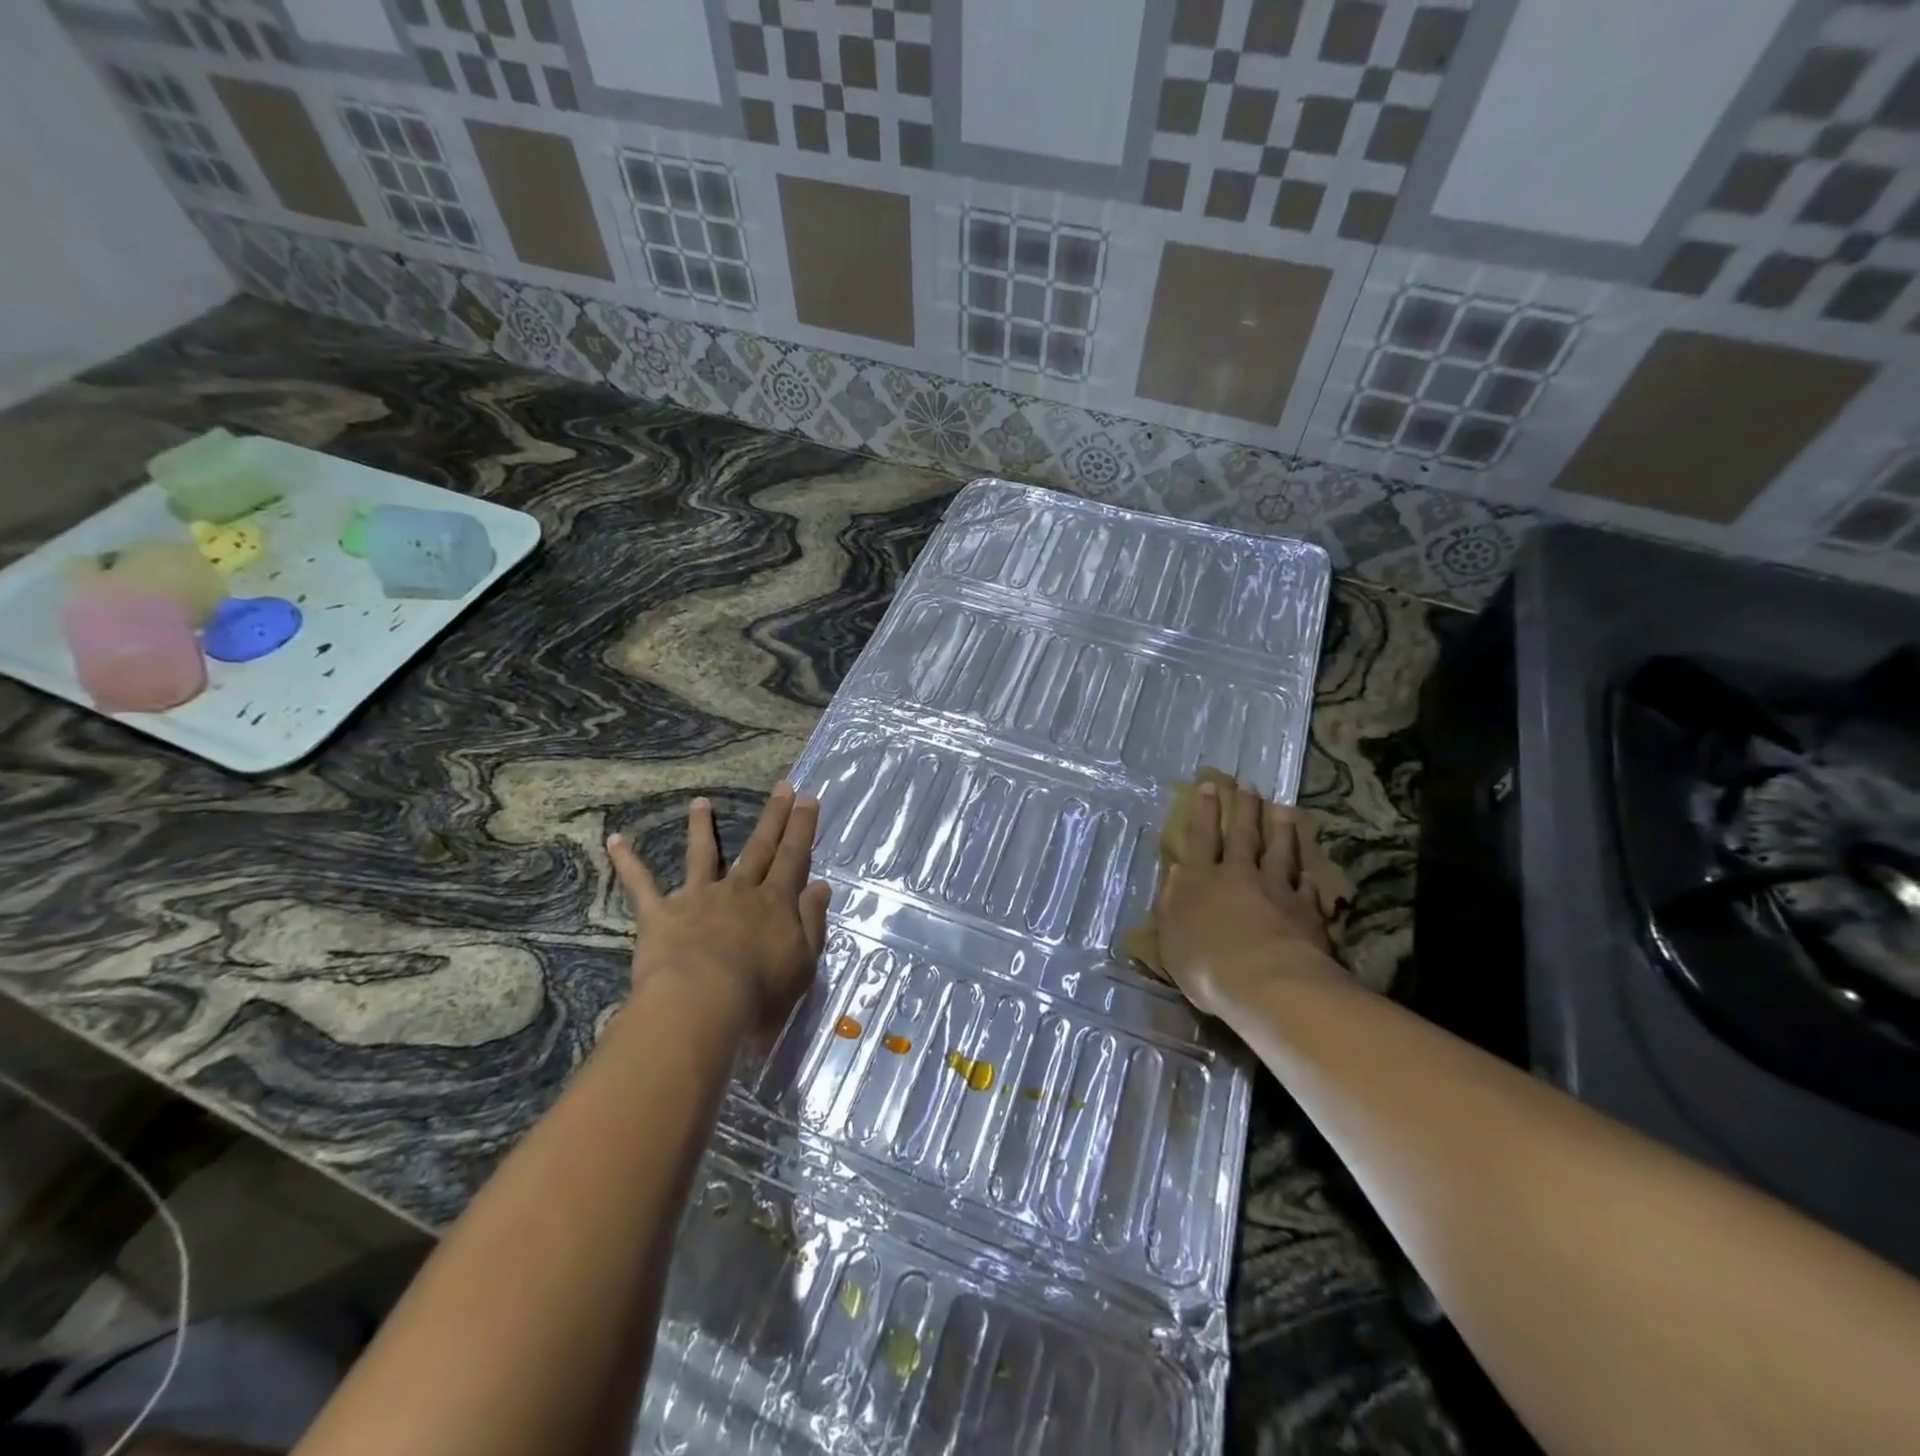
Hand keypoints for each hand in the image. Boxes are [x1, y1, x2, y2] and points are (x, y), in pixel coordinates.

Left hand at [607, 783, 831, 1030]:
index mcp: (775, 903)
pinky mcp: (660, 914)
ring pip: (702, 855)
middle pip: (759, 847)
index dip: (802, 828)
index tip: (808, 798)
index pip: (794, 857)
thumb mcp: (803, 961)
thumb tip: (820, 885)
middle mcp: (739, 891)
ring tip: (700, 802)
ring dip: (701, 827)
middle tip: (782, 786)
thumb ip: (812, 921)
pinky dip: (628, 861)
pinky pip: (641, 884)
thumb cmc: (759, 992)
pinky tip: (615, 839)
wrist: (701, 1003)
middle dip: (773, 817)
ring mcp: (697, 897)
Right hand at [1156, 779, 1344, 1018]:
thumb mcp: (1171, 937)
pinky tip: (1308, 869)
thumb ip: (1173, 903)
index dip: (1205, 811)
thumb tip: (1176, 872)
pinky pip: (1306, 886)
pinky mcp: (1306, 911)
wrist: (1267, 983)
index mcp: (1200, 880)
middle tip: (1249, 785)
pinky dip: (1305, 875)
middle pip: (1243, 836)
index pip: (1201, 837)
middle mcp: (1238, 876)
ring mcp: (1276, 890)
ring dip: (1280, 829)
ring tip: (1283, 808)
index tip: (1210, 785)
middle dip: (1244, 809)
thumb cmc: (1206, 964)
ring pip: (1279, 852)